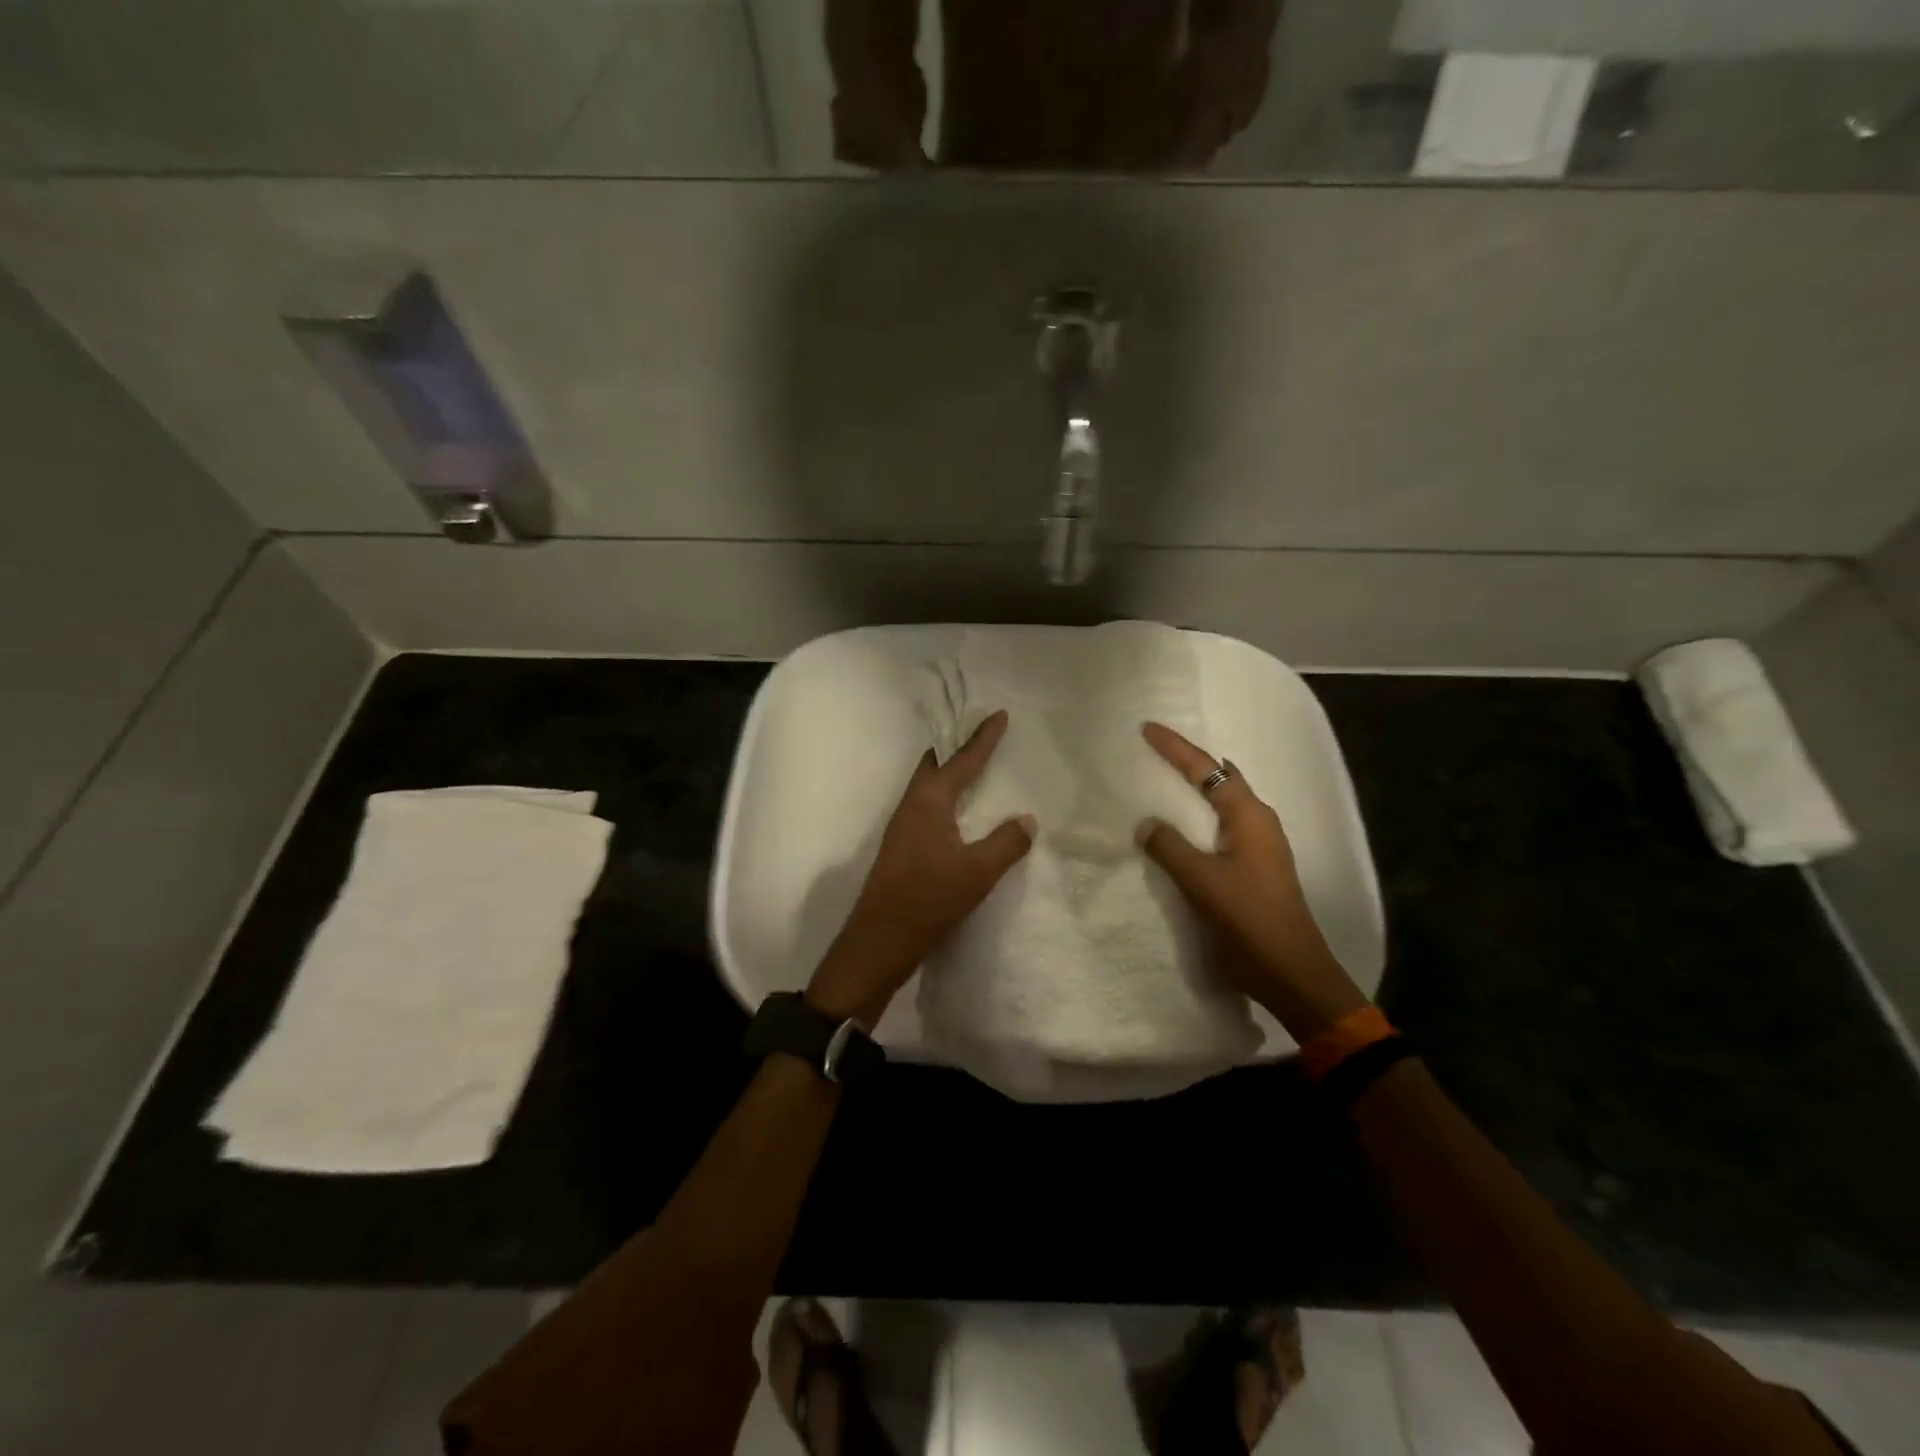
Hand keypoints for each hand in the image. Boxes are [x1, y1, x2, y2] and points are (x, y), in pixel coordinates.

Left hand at [806, 710, 1035, 1024]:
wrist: (878, 941)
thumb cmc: (928, 900)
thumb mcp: (977, 873)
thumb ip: (1005, 843)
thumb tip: (1027, 819)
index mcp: (929, 803)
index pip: (961, 761)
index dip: (982, 738)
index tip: (998, 714)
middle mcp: (911, 807)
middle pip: (934, 764)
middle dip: (956, 746)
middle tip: (979, 732)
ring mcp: (902, 827)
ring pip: (927, 785)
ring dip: (948, 770)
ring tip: (971, 765)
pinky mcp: (901, 847)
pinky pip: (926, 806)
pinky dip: (944, 795)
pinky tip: (956, 811)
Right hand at [1136, 722, 1369, 1041]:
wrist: (1292, 975)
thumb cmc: (1249, 922)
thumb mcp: (1203, 882)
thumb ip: (1171, 848)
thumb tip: (1147, 823)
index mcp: (1250, 817)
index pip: (1207, 770)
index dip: (1176, 748)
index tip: (1147, 729)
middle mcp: (1258, 823)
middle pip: (1219, 779)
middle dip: (1189, 763)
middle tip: (1154, 752)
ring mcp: (1259, 846)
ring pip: (1221, 804)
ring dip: (1194, 791)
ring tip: (1161, 783)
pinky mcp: (1254, 868)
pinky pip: (1220, 828)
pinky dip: (1197, 818)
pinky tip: (1179, 829)